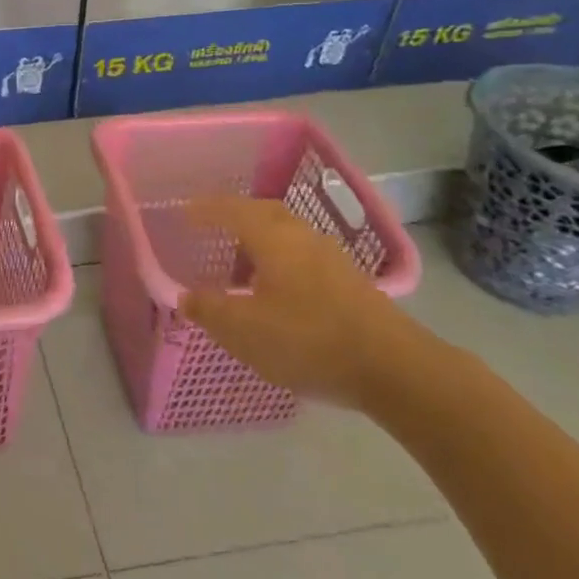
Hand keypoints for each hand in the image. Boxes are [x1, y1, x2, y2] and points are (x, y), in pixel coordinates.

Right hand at [179, 197, 433, 408]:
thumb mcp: (245, 330)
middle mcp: (301, 236)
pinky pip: (302, 253)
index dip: (205, 210)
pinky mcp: (349, 281)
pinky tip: (276, 287)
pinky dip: (280, 258)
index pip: (231, 210)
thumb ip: (210, 310)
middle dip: (235, 214)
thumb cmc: (309, 340)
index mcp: (273, 238)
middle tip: (212, 227)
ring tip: (240, 260)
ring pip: (286, 233)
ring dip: (260, 237)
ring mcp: (331, 257)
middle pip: (263, 212)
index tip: (183, 213)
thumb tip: (185, 296)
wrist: (395, 368)